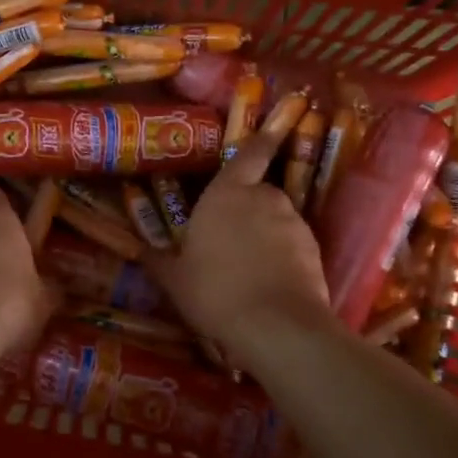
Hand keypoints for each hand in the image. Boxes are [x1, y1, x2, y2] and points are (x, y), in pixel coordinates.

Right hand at [149, 128, 332, 358]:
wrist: (275, 326)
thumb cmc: (214, 291)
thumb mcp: (174, 280)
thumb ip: (159, 261)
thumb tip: (142, 251)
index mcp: (227, 193)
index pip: (249, 154)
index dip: (260, 141)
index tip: (270, 131)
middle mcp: (265, 199)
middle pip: (260, 192)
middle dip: (248, 207)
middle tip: (229, 235)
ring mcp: (294, 224)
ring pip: (278, 220)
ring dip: (266, 234)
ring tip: (249, 267)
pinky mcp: (315, 251)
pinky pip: (294, 246)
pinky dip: (284, 257)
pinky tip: (269, 283)